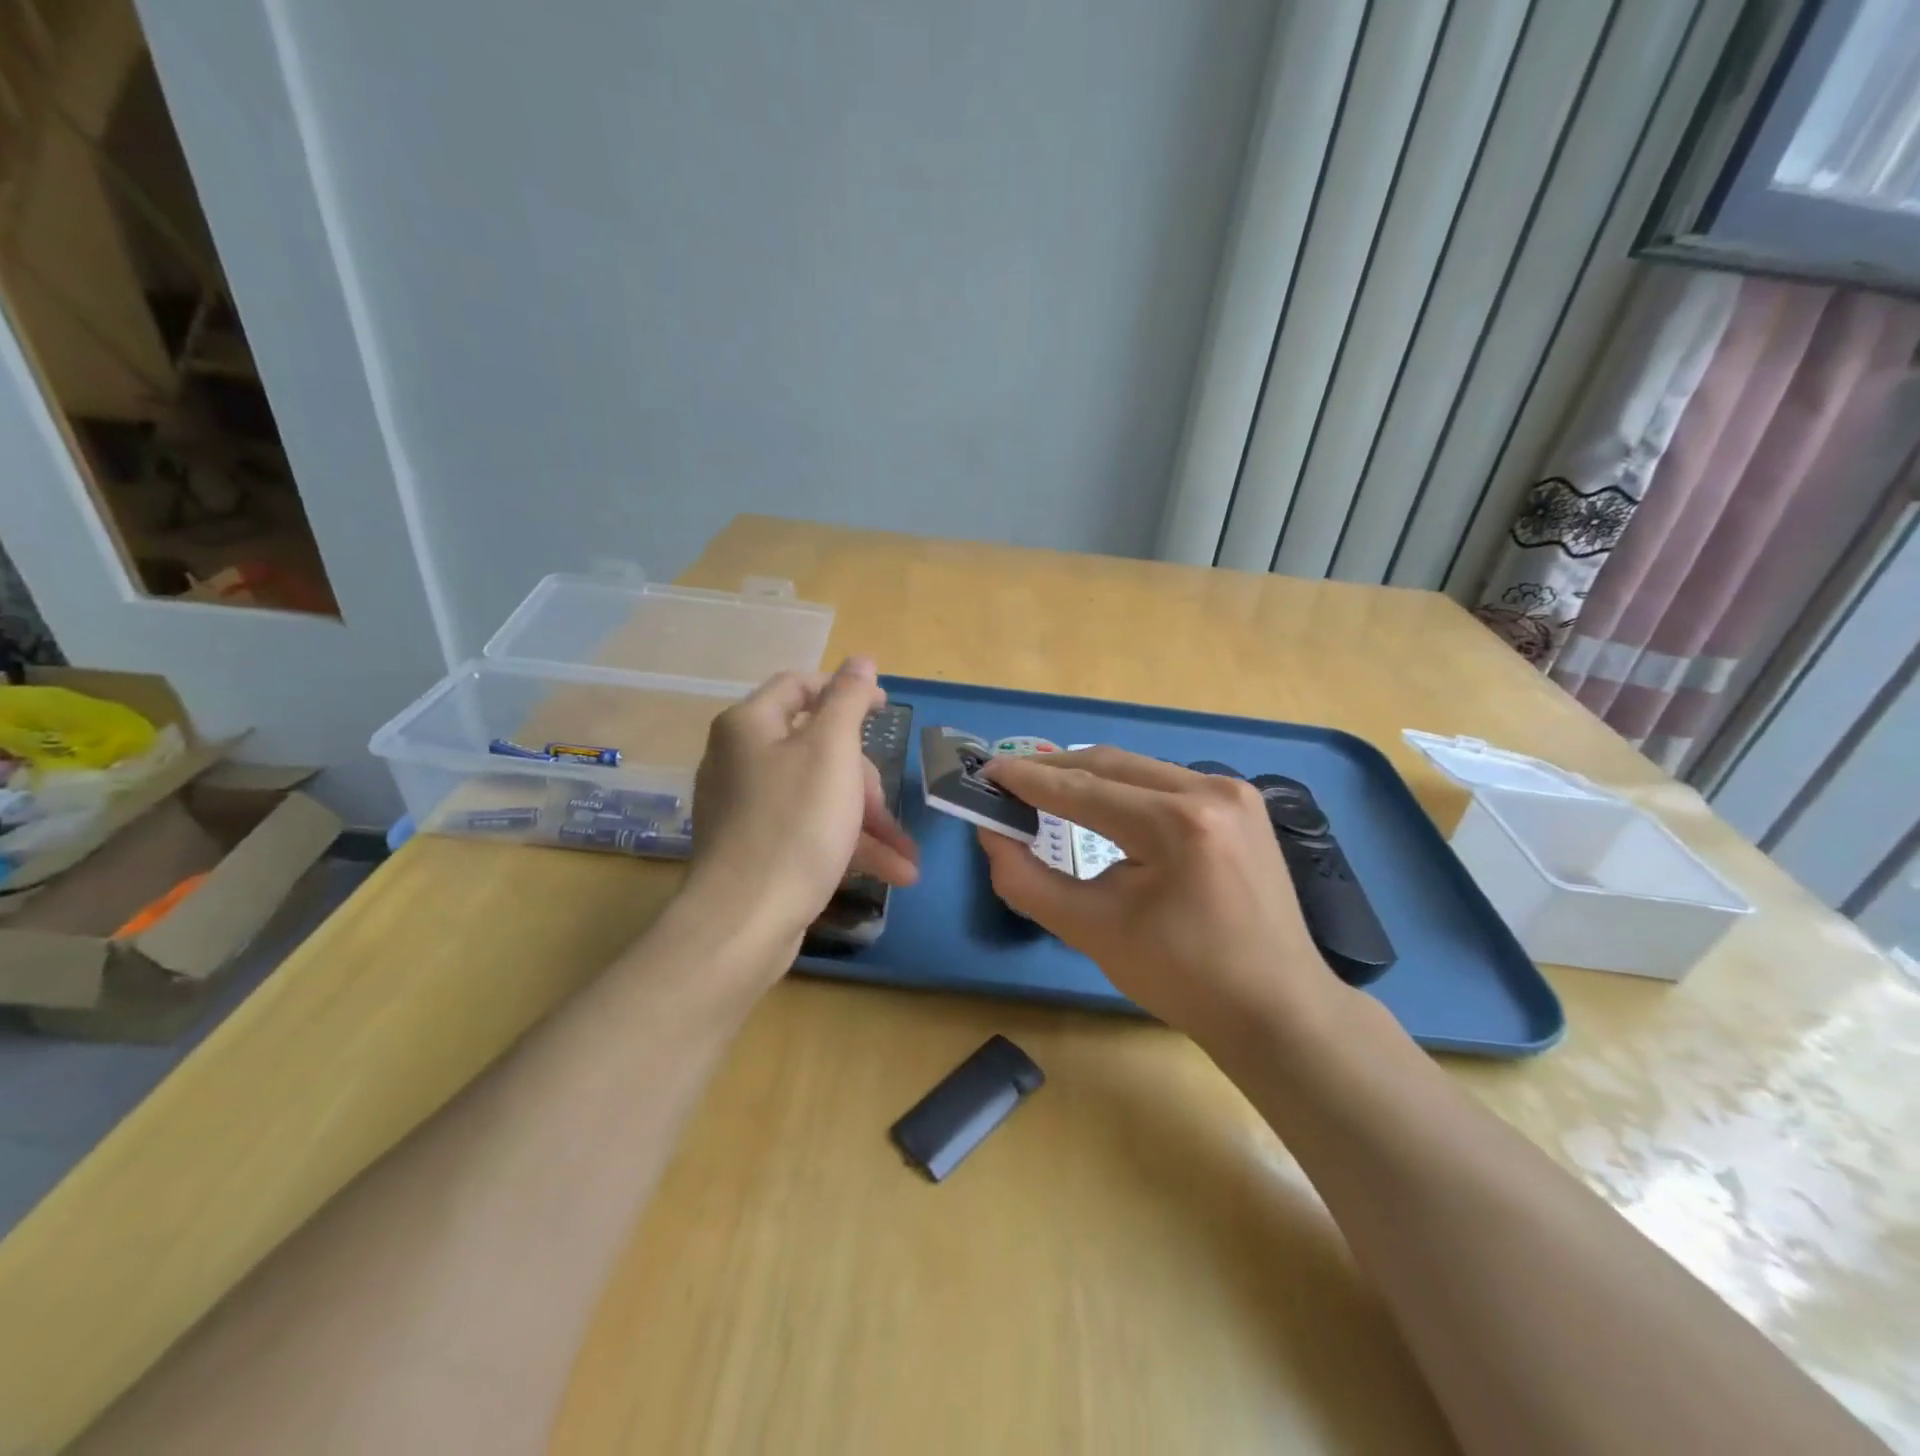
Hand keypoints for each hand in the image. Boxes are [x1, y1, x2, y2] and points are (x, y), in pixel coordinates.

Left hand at [685, 658, 917, 947]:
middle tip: (886, 805)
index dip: (845, 691)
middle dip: (864, 779)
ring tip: (908, 859)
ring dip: (867, 822)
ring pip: (820, 795)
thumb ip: (848, 701)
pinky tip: (892, 872)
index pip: (801, 686)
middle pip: (817, 747)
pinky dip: (846, 844)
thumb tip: (860, 660)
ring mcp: (747, 806)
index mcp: (751, 725)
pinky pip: (809, 830)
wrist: (744, 921)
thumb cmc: (795, 824)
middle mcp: (741, 759)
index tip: (884, 710)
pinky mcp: (756, 847)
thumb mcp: (832, 752)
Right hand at [976, 748, 1348, 1051]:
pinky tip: (1100, 803)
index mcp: (1178, 823)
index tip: (985, 772)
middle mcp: (1210, 790)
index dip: (1027, 780)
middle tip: (1006, 781)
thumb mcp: (1092, 931)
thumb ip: (1028, 880)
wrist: (1276, 1009)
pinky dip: (1123, 788)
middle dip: (1053, 771)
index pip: (1083, 789)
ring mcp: (1233, 792)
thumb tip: (991, 833)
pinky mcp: (1241, 804)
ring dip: (1087, 777)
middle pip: (1110, 764)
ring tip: (1044, 791)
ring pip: (1138, 769)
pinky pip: (1164, 782)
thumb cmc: (1181, 979)